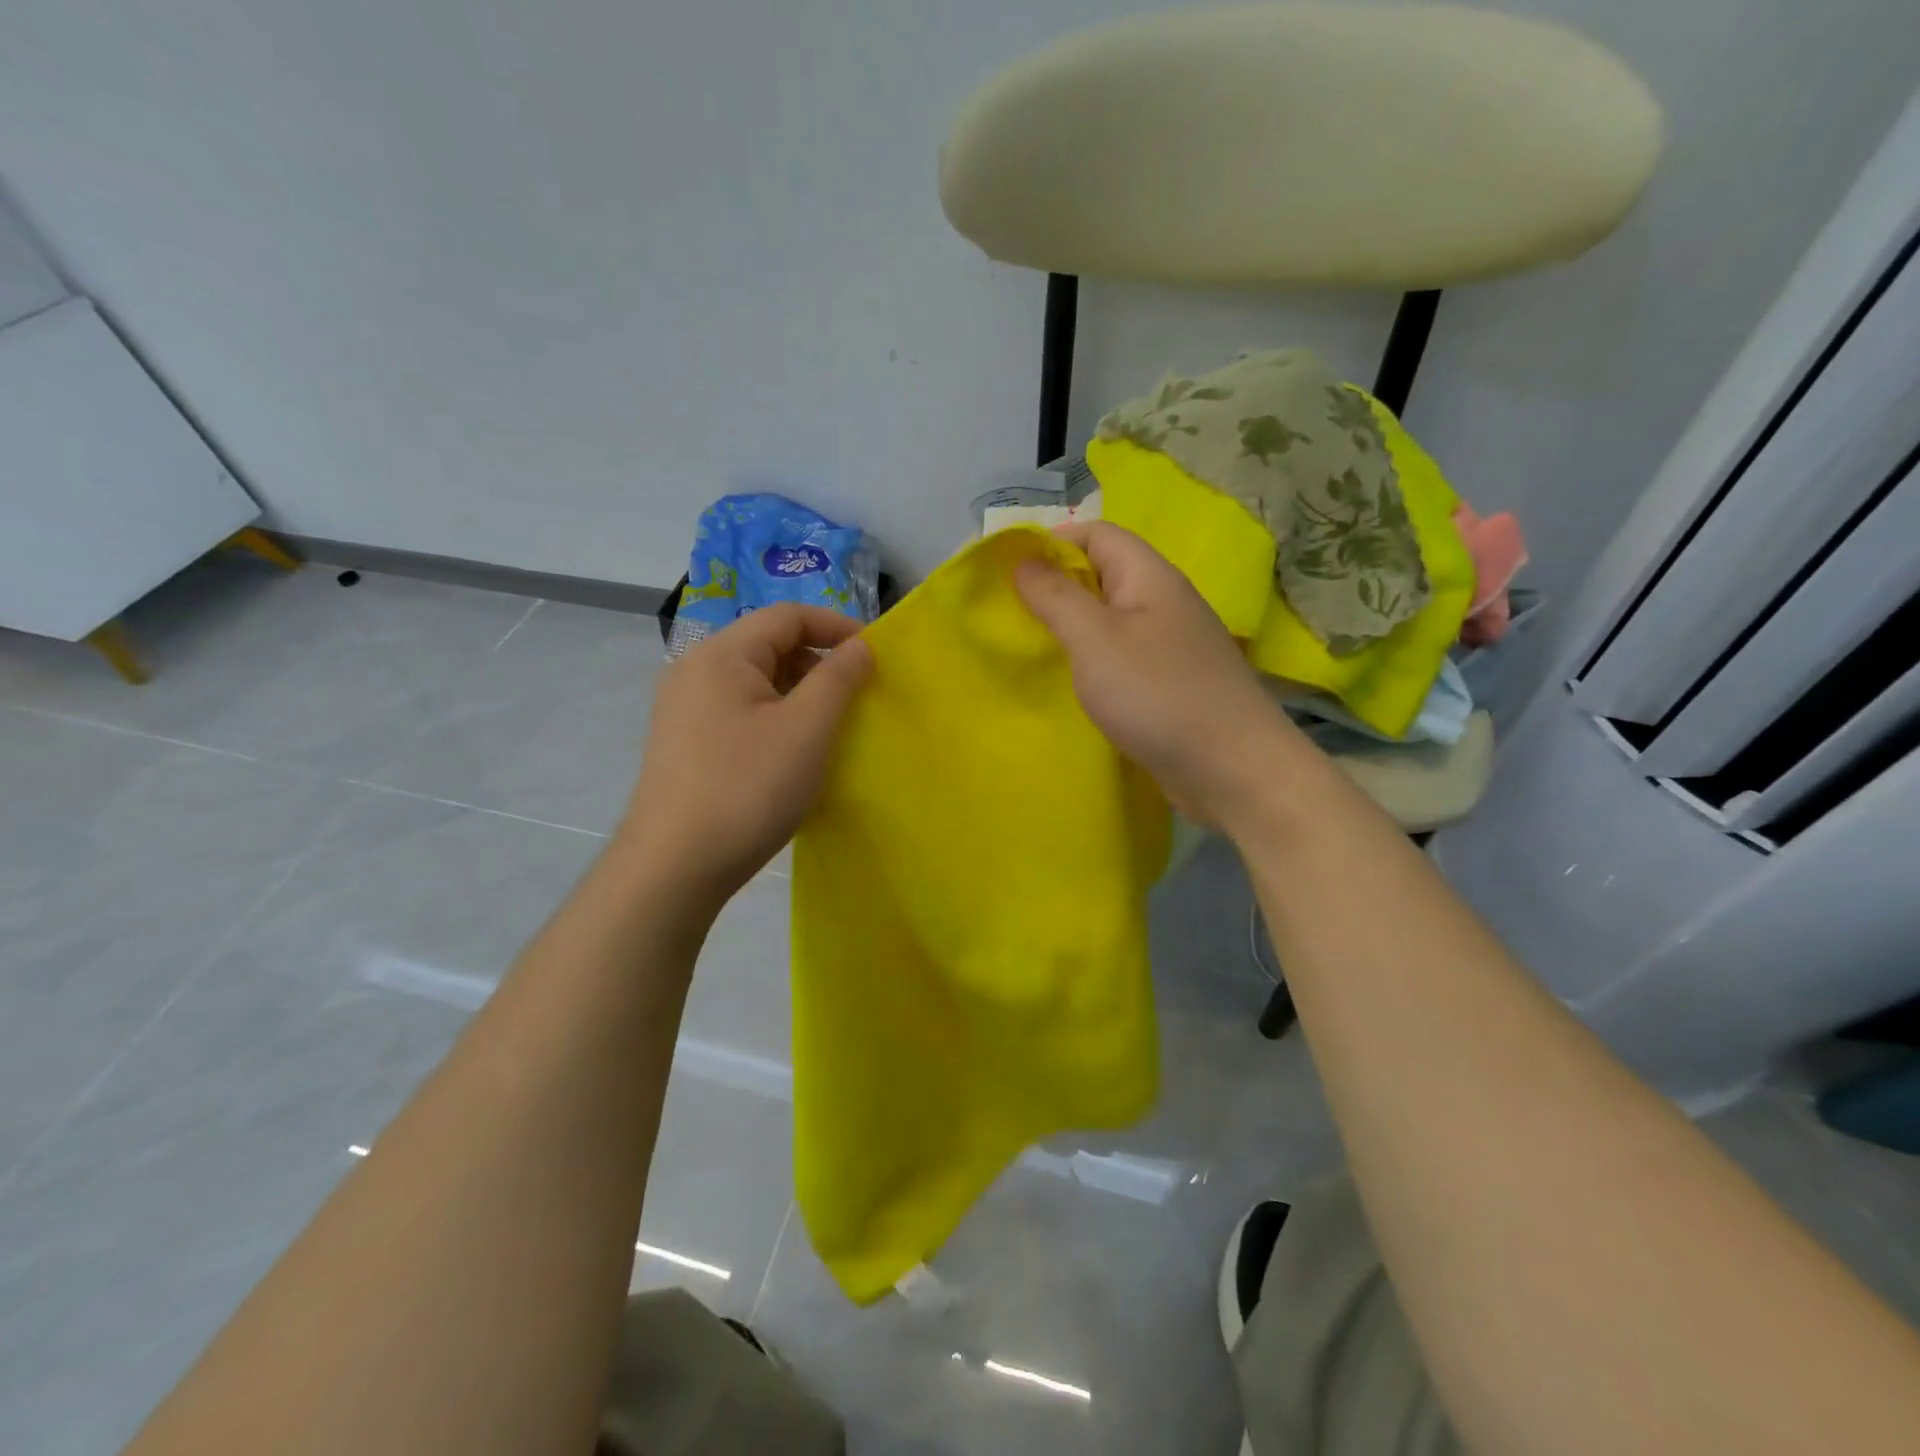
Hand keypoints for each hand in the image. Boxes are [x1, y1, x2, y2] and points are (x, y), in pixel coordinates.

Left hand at [621, 603, 872, 905]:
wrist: (674, 867)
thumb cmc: (747, 789)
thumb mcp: (806, 730)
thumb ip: (838, 678)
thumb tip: (860, 646)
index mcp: (721, 655)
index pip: (788, 616)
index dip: (837, 627)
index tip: (875, 656)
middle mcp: (695, 670)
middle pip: (769, 645)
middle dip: (819, 663)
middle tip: (856, 698)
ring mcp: (684, 708)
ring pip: (756, 681)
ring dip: (799, 694)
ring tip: (829, 728)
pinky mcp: (685, 741)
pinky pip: (740, 710)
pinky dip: (775, 717)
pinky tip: (792, 753)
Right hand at [1014, 522, 1295, 826]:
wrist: (1232, 770)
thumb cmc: (1158, 695)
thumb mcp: (1095, 639)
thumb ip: (1056, 597)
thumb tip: (1024, 560)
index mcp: (1150, 577)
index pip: (1098, 534)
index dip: (1052, 543)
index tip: (1009, 572)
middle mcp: (1165, 602)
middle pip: (1104, 575)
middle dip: (1057, 587)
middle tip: (1012, 614)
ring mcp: (1172, 646)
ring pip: (1112, 620)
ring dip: (1073, 628)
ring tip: (1032, 647)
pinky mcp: (1171, 684)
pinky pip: (1123, 657)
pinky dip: (1094, 662)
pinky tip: (1072, 684)